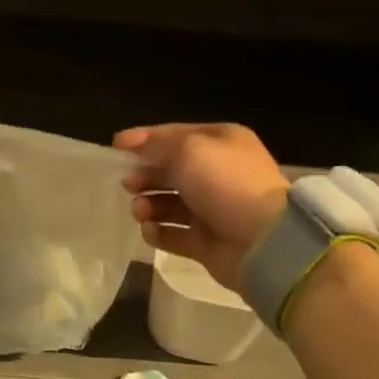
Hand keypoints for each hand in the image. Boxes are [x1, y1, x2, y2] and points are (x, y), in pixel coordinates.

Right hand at [115, 123, 289, 291]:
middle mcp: (218, 174)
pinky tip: (149, 230)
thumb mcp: (188, 150)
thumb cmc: (224, 183)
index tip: (115, 147)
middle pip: (171, 171)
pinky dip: (159, 232)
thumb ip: (157, 145)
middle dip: (146, 175)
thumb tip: (135, 145)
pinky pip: (175, 234)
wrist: (262, 241)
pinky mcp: (207, 243)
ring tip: (140, 211)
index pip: (175, 135)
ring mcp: (213, 210)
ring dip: (149, 205)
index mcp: (221, 143)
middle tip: (128, 184)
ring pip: (170, 203)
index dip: (145, 139)